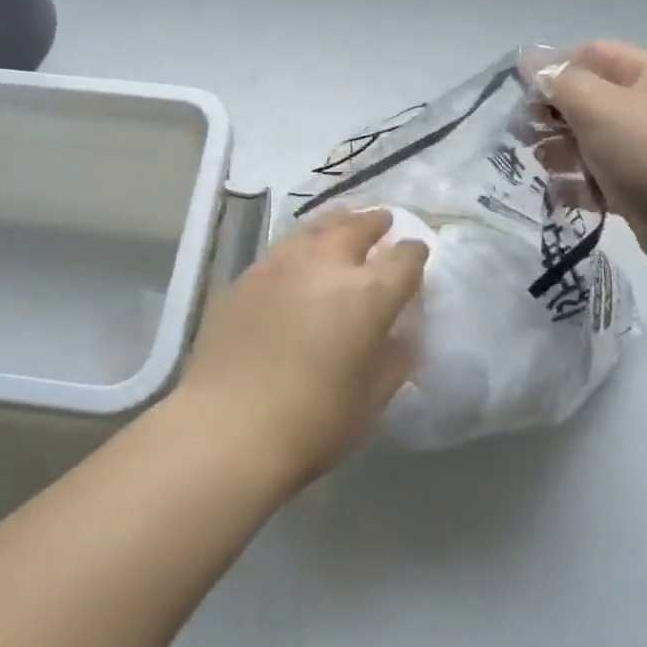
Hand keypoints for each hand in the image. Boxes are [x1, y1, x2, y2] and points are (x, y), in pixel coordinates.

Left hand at [171, 208, 428, 487]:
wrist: (229, 425)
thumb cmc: (314, 422)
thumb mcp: (371, 398)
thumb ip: (394, 359)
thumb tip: (401, 335)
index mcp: (369, 294)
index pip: (404, 258)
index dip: (414, 253)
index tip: (417, 253)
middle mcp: (327, 265)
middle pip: (358, 228)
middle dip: (375, 222)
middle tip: (383, 221)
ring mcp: (282, 265)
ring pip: (316, 228)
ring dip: (336, 223)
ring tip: (343, 222)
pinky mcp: (247, 276)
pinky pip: (282, 249)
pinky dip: (301, 245)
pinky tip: (298, 257)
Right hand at [541, 41, 646, 298]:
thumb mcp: (604, 110)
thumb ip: (563, 84)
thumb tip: (532, 62)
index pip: (592, 55)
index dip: (553, 67)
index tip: (517, 93)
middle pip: (589, 100)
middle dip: (551, 114)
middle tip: (520, 135)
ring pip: (592, 143)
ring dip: (560, 152)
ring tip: (538, 166)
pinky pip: (603, 182)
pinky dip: (579, 186)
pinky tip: (561, 197)